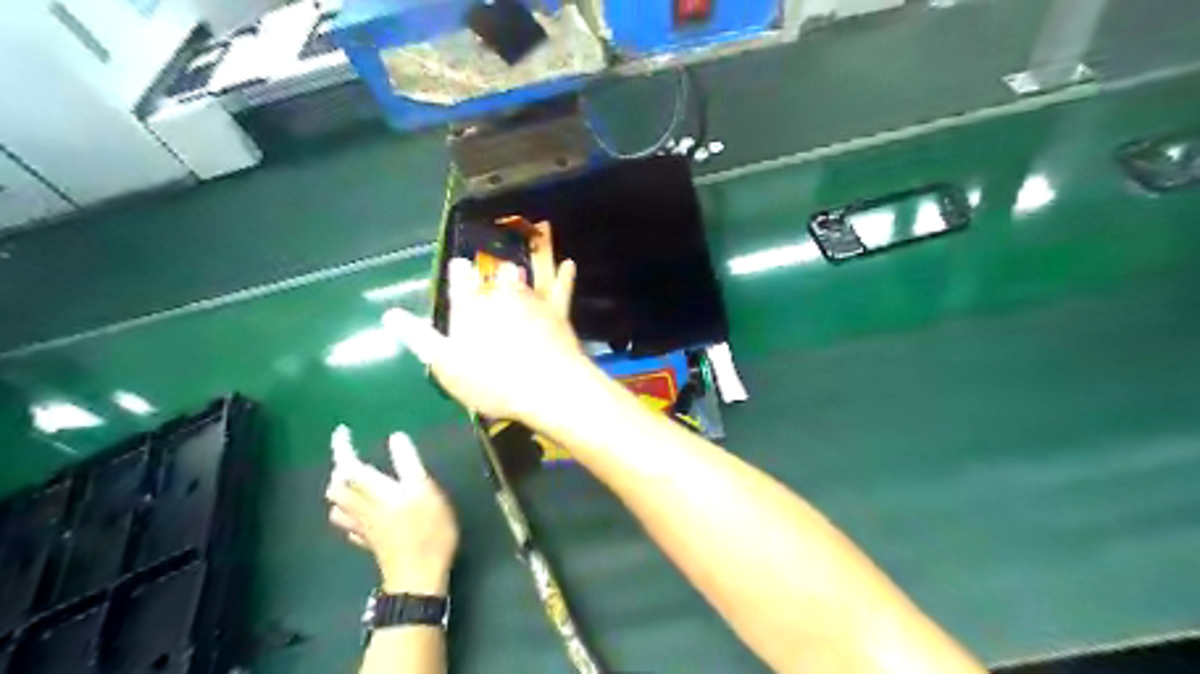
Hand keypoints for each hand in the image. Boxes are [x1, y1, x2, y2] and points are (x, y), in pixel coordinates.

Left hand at [327, 431, 459, 595]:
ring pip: (338, 508)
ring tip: (352, 482)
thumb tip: (395, 436)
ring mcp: (364, 529)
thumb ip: (408, 463)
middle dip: (339, 469)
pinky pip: (349, 526)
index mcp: (375, 492)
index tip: (342, 431)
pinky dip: (348, 514)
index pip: (349, 466)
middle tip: (351, 456)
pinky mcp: (370, 544)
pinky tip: (360, 514)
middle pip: (337, 488)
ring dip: (339, 491)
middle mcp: (363, 508)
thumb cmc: (426, 530)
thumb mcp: (424, 490)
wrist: (418, 577)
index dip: (342, 448)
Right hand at [383, 258, 600, 426]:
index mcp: (470, 308)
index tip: (459, 266)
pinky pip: (560, 287)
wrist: (546, 386)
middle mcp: (500, 296)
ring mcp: (530, 300)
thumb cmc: (491, 381)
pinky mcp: (556, 311)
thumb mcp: (445, 364)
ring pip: (522, 279)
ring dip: (518, 274)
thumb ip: (419, 337)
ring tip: (514, 267)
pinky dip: (564, 275)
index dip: (458, 274)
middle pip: (493, 277)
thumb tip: (389, 314)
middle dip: (489, 276)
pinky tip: (569, 264)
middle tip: (490, 273)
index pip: (460, 283)